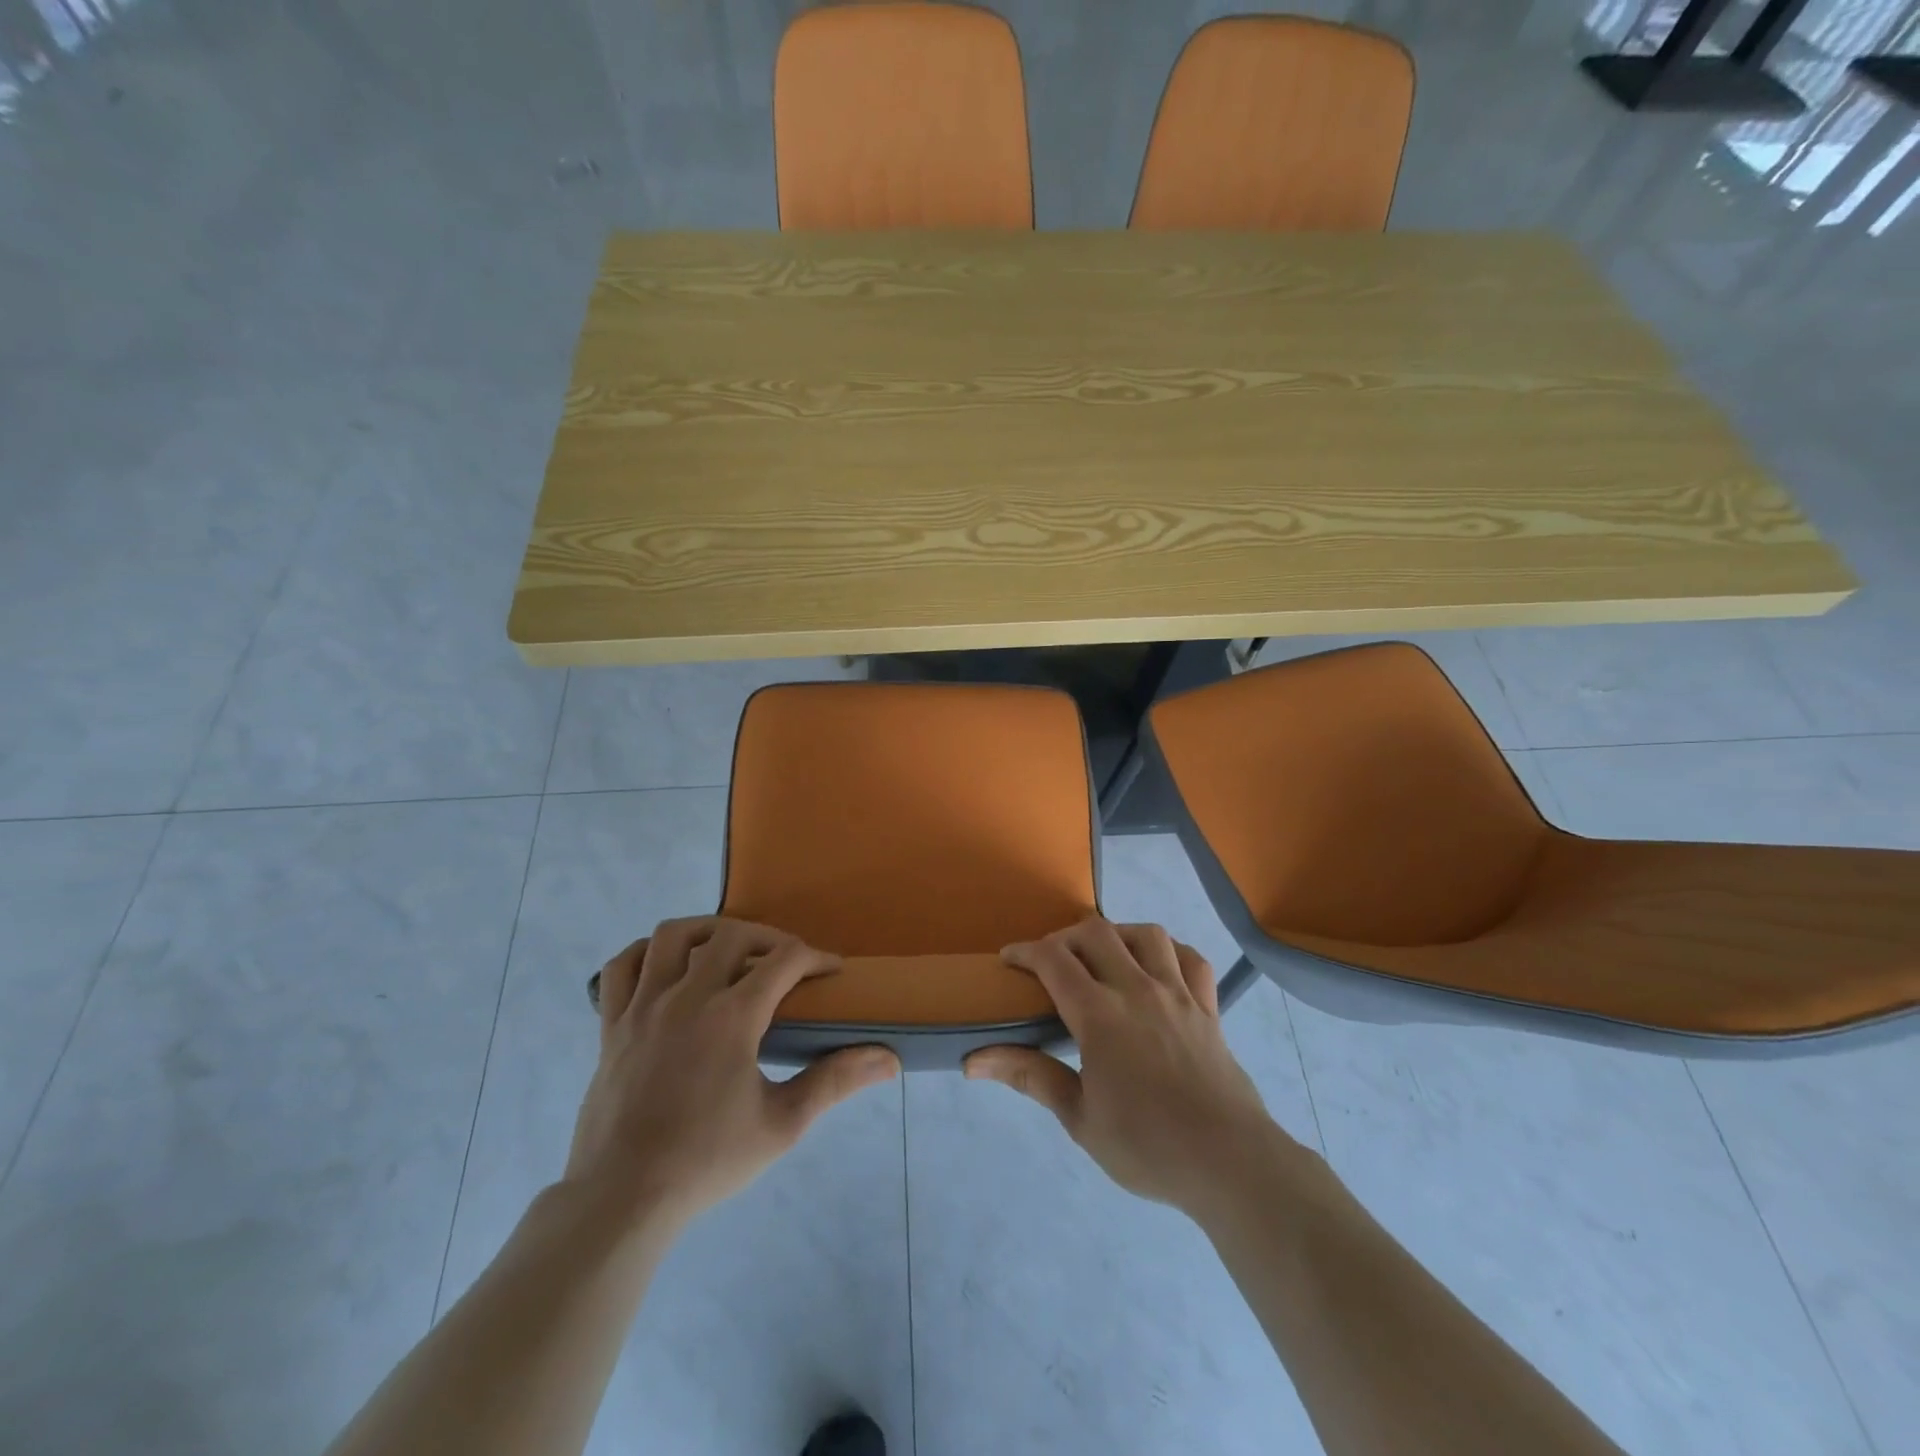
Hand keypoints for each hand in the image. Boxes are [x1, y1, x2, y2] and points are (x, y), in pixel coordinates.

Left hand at [564, 917, 899, 1230]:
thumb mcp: (783, 1124)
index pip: (785, 959)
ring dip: (706, 930)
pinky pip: (623, 966)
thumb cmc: (707, 1161)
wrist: (622, 1199)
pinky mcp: (612, 1025)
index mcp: (733, 1016)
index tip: (832, 971)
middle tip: (786, 962)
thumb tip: (890, 1059)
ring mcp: (643, 1007)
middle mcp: (688, 996)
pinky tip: (665, 968)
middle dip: (768, 938)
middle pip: (732, 934)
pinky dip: (646, 954)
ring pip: (673, 935)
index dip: (816, 957)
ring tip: (726, 949)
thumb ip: (835, 1081)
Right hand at [966, 918, 1286, 1215]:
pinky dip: (1170, 952)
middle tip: (1052, 962)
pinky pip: (1191, 959)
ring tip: (1104, 957)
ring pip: (1146, 935)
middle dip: (1065, 937)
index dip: (1026, 951)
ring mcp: (1178, 994)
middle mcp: (1138, 990)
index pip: (1054, 960)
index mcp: (1100, 1015)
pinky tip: (1158, 969)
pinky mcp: (1209, 1007)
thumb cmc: (1147, 1145)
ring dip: (1117, 934)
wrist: (1229, 1163)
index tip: (1009, 959)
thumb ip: (1030, 1076)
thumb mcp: (1079, 1118)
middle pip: (1096, 933)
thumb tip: (973, 1061)